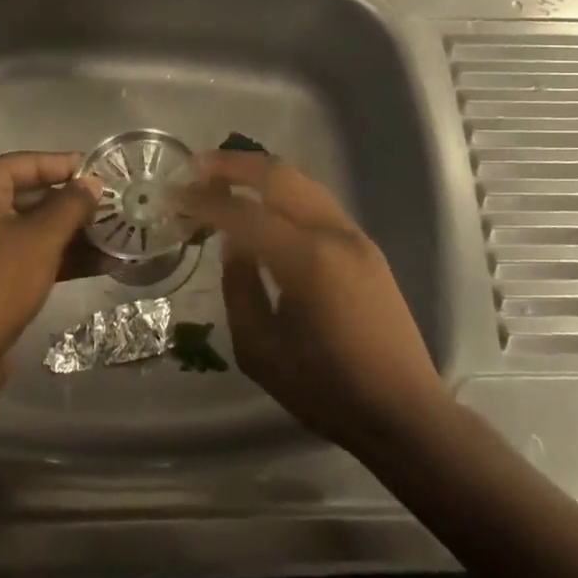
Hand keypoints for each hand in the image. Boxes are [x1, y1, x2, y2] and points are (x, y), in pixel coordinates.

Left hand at [0, 152, 100, 384]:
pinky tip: (100, 264)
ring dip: (71, 233)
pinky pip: (24, 252)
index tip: (105, 172)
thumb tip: (93, 182)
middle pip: (30, 194)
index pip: (28, 163)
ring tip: (116, 235)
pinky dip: (56, 256)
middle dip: (74, 205)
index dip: (69, 166)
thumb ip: (71, 204)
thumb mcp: (42, 239)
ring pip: (30, 226)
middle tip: (115, 205)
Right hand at [182, 150, 446, 457]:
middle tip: (196, 166)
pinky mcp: (366, 247)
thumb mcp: (260, 350)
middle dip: (234, 165)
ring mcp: (355, 236)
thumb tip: (234, 243)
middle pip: (279, 176)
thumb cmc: (325, 390)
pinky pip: (317, 203)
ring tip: (224, 176)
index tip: (174, 196)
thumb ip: (239, 287)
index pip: (244, 213)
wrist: (403, 413)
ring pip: (302, 183)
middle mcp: (334, 233)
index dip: (204, 201)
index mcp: (306, 260)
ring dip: (261, 174)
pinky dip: (284, 192)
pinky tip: (264, 204)